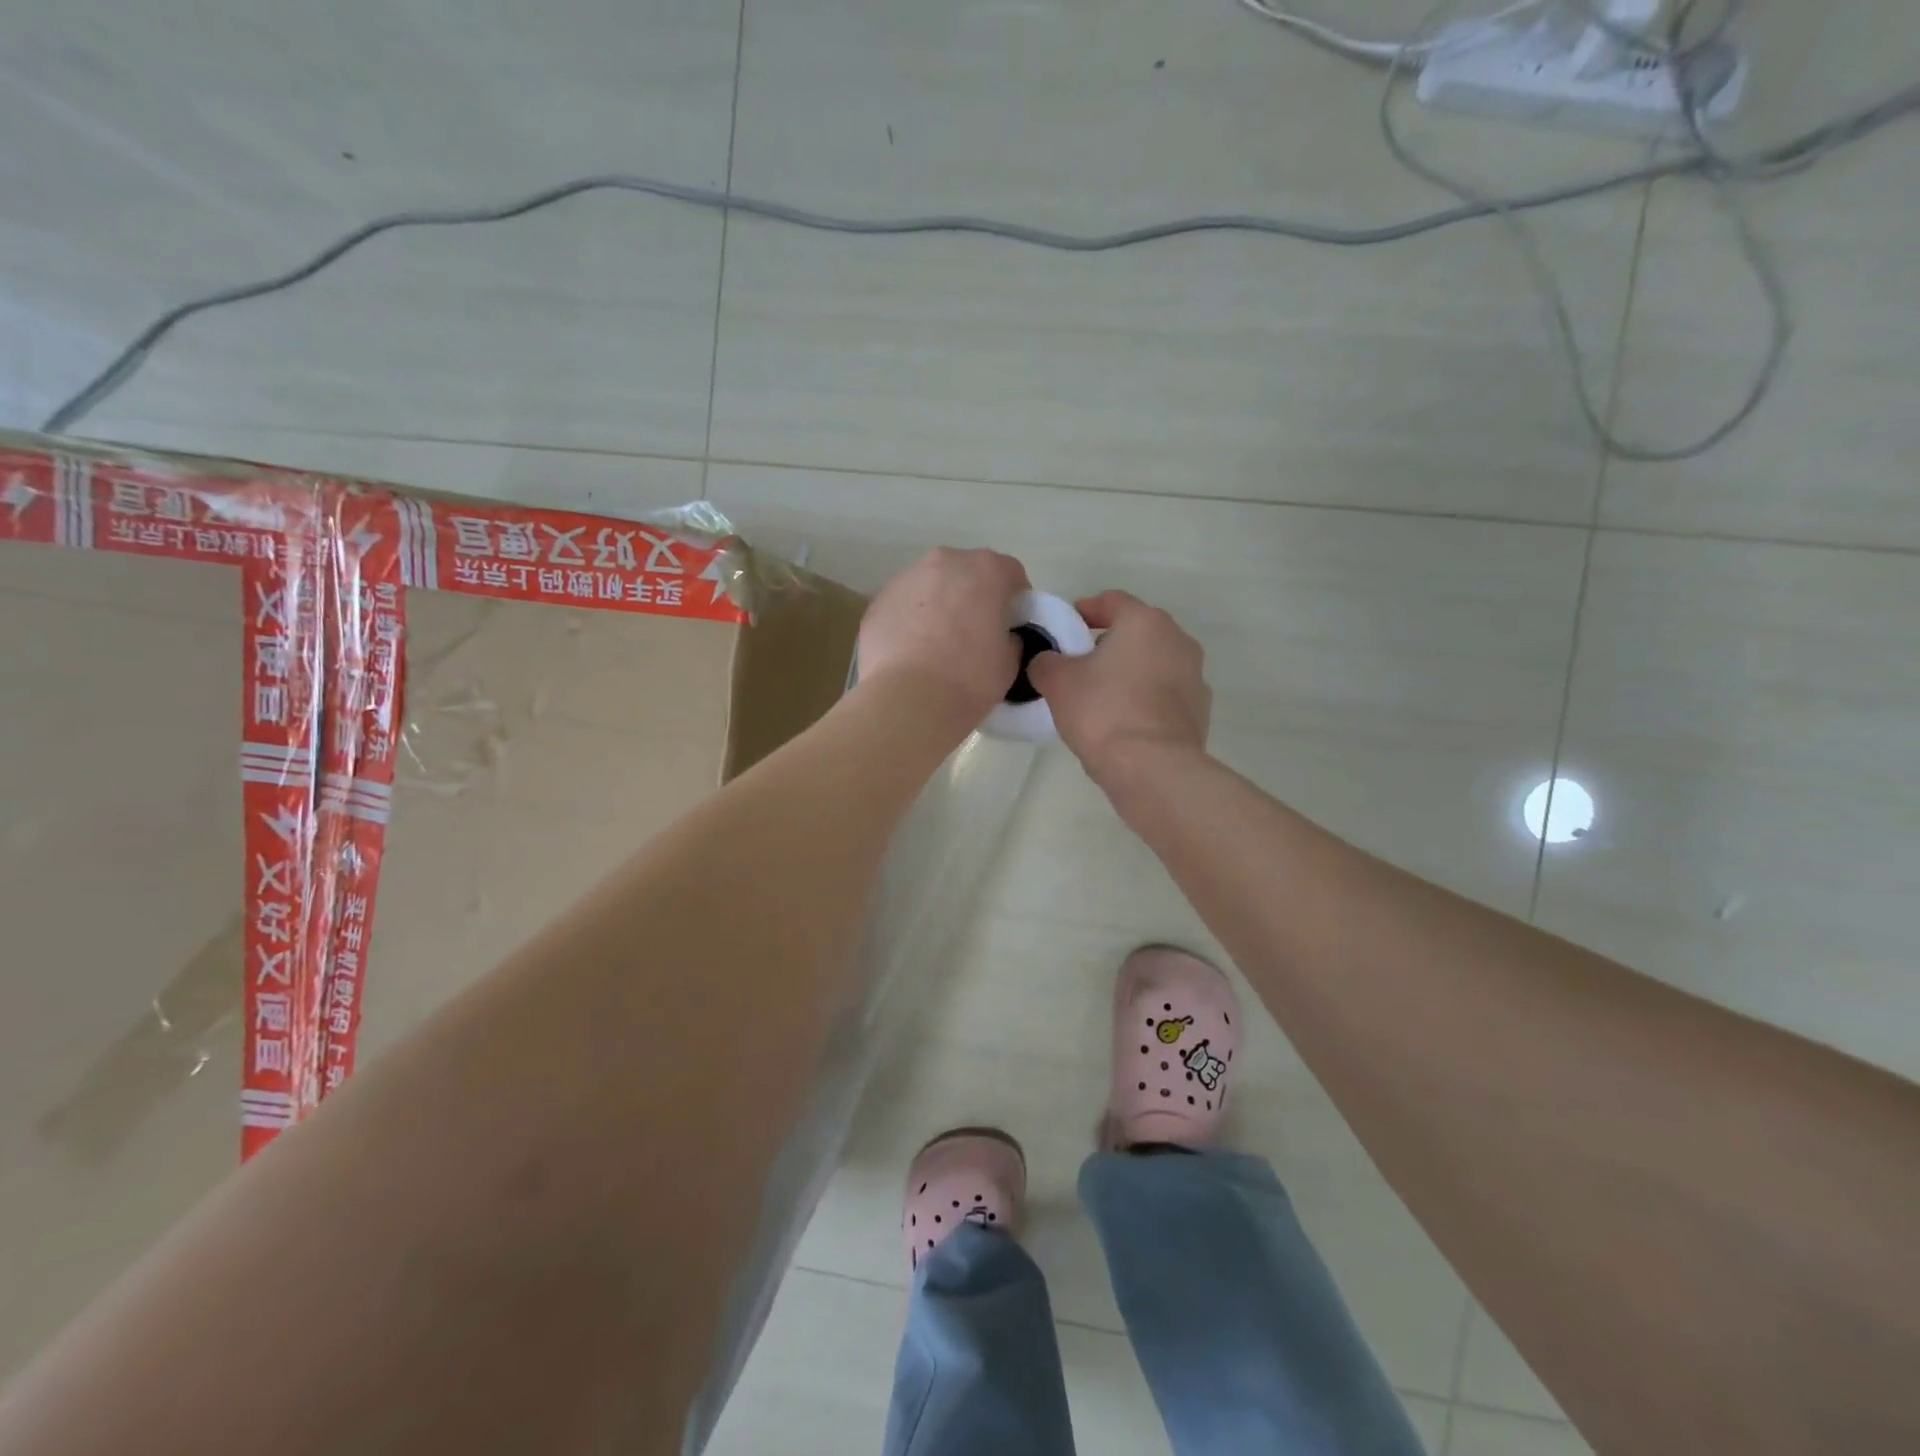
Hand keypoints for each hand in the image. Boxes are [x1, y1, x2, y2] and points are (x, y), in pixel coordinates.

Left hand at [857, 548, 1029, 723]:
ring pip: (931, 585)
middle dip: (973, 595)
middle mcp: (944, 563)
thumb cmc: (968, 679)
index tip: (1010, 624)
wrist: (907, 700)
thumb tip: (999, 637)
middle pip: (966, 572)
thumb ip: (1009, 639)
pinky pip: (903, 606)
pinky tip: (910, 653)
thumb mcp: (1009, 662)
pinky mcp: (877, 602)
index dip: (1014, 598)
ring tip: (936, 644)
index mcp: (985, 570)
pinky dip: (910, 620)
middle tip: (973, 632)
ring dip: (938, 605)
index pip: (1010, 572)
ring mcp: (905, 579)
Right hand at [1027, 590, 1210, 783]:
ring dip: (1130, 674)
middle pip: (1136, 633)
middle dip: (1108, 645)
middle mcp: (1178, 640)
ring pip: (1153, 665)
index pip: (1111, 601)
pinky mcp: (1200, 711)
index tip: (1065, 628)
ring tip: (1101, 698)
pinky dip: (1145, 701)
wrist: (1152, 769)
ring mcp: (1195, 677)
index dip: (1085, 610)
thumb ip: (1046, 662)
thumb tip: (1049, 662)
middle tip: (1079, 666)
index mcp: (1145, 622)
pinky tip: (1124, 723)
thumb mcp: (1057, 682)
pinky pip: (1164, 695)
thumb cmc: (1103, 712)